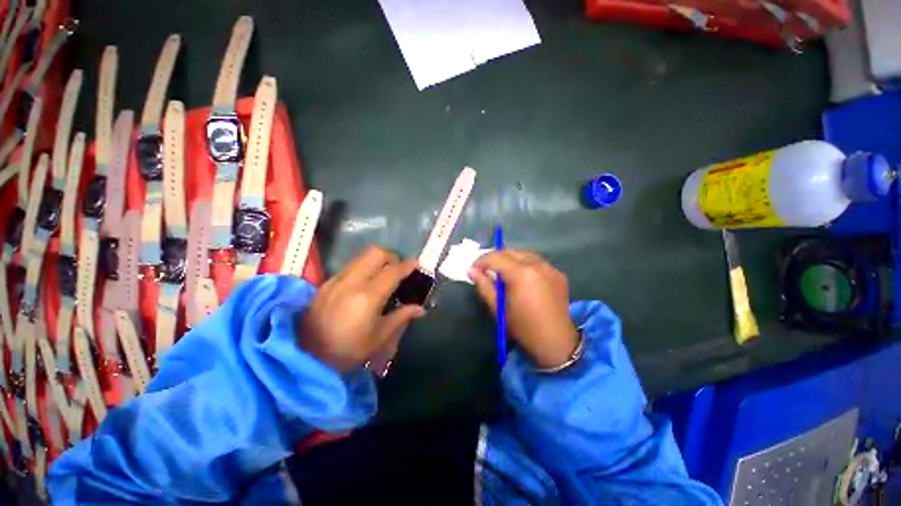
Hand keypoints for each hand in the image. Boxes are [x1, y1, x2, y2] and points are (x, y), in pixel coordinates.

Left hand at [299, 246, 424, 372]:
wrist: (303, 357)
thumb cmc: (346, 351)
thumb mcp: (378, 338)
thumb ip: (401, 317)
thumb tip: (420, 308)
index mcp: (367, 296)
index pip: (392, 271)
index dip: (408, 265)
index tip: (417, 264)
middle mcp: (351, 281)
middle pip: (376, 253)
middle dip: (392, 257)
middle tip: (399, 270)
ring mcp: (336, 279)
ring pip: (362, 256)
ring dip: (378, 260)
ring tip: (384, 275)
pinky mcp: (326, 283)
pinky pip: (351, 265)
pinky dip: (364, 267)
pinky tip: (366, 283)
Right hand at [469, 250, 577, 368]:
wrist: (556, 343)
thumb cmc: (522, 328)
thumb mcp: (498, 308)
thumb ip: (484, 286)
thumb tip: (472, 271)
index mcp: (521, 274)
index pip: (496, 257)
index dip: (481, 261)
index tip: (473, 269)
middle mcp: (537, 265)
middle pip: (510, 252)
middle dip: (495, 258)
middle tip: (486, 271)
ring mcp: (550, 268)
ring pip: (524, 254)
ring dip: (510, 259)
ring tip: (503, 273)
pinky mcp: (558, 273)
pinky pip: (537, 262)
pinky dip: (525, 265)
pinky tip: (522, 277)